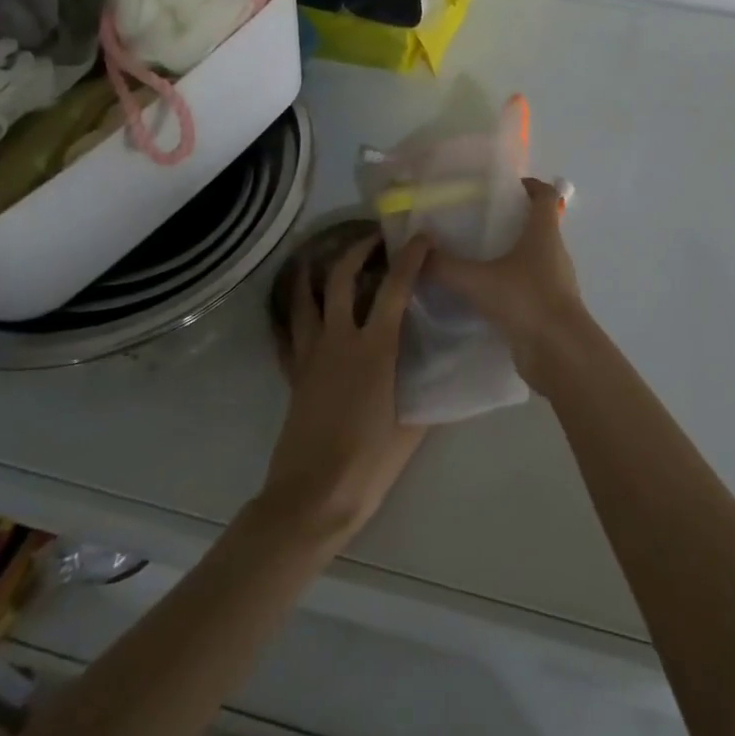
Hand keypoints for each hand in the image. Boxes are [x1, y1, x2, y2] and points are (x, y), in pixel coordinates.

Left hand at [256, 232, 427, 548]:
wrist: (311, 498)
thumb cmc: (368, 464)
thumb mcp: (413, 427)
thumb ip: (427, 390)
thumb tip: (443, 369)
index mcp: (375, 349)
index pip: (396, 289)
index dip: (410, 257)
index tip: (421, 237)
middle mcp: (340, 340)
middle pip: (342, 278)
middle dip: (357, 250)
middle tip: (373, 239)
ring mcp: (311, 355)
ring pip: (306, 298)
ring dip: (314, 271)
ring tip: (323, 257)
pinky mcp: (294, 374)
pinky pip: (291, 332)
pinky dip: (295, 313)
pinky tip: (300, 308)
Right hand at [425, 178, 593, 393]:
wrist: (561, 354)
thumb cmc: (526, 301)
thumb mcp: (478, 281)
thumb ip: (445, 267)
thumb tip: (417, 254)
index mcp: (544, 233)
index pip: (546, 195)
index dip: (530, 185)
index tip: (506, 185)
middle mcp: (554, 252)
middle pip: (538, 225)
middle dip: (512, 220)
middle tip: (477, 222)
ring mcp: (555, 281)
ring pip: (533, 257)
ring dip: (510, 253)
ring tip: (475, 257)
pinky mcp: (549, 308)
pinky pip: (528, 286)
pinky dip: (510, 284)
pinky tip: (483, 294)